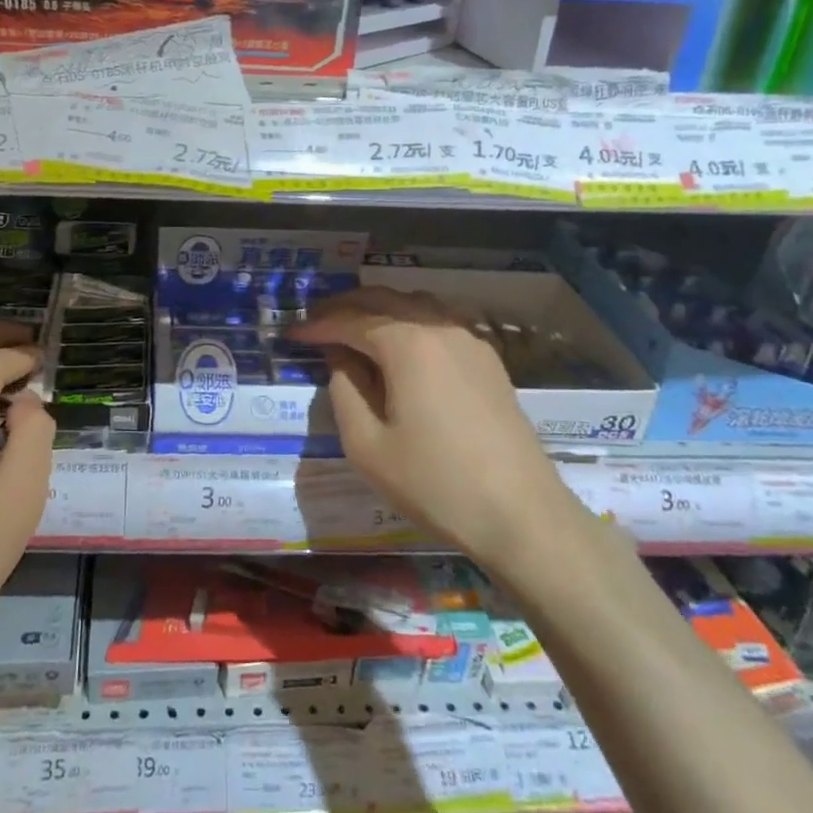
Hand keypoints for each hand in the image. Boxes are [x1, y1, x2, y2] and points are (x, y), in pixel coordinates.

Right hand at [290, 288, 571, 569]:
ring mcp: (470, 340)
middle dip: (346, 307)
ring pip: (416, 303)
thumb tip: (340, 357)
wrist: (520, 513)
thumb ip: (344, 391)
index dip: (318, 325)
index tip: (292, 333)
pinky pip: (440, 320)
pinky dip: (410, 319)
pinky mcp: (488, 359)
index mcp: (407, 343)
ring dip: (380, 307)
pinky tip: (400, 343)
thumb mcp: (367, 446)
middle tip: (316, 320)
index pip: (351, 320)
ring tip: (353, 326)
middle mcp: (440, 327)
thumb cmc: (435, 483)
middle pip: (384, 299)